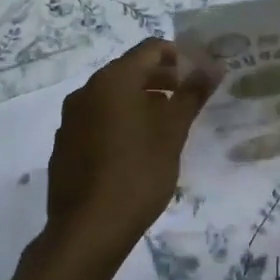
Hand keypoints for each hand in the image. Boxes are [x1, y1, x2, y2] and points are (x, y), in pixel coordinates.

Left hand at [44, 39, 212, 268]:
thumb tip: (214, 65)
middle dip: (161, 79)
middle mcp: (86, 91)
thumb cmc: (137, 173)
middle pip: (129, 70)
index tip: (199, 75)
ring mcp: (71, 119)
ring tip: (167, 125)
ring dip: (141, 101)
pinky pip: (97, 120)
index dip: (179, 56)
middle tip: (188, 99)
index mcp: (112, 81)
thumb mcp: (172, 132)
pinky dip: (120, 121)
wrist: (88, 230)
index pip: (150, 49)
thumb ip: (192, 94)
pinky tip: (136, 149)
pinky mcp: (65, 144)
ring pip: (112, 97)